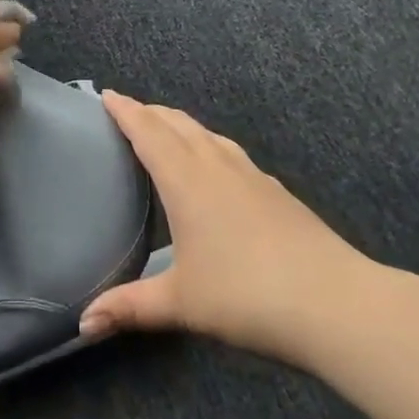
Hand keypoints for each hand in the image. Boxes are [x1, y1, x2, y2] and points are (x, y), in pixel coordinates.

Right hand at [80, 93, 380, 363]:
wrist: (335, 301)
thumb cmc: (246, 295)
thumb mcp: (181, 303)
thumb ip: (129, 307)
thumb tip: (83, 325)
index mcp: (186, 181)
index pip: (149, 132)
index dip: (126, 111)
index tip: (107, 94)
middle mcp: (217, 166)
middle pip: (178, 124)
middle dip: (151, 112)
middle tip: (129, 110)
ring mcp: (251, 175)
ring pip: (208, 134)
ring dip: (181, 125)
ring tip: (167, 129)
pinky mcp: (276, 190)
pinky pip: (230, 151)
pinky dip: (209, 144)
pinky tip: (217, 166)